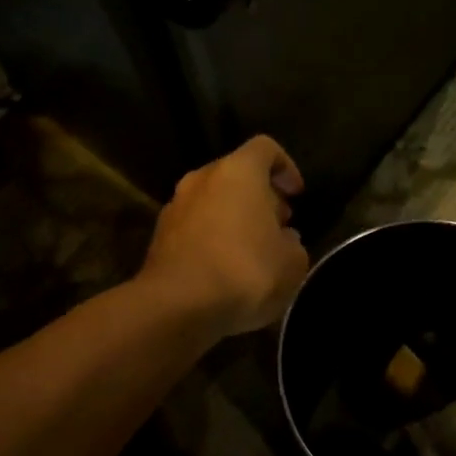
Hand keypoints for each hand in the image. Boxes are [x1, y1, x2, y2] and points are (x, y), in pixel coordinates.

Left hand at [140, 136, 310, 337]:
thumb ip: (293, 244)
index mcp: (238, 172)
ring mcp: (176, 206)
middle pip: (236, 174)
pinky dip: (212, 237)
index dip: (286, 167)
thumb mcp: (292, 263)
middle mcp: (202, 179)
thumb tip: (283, 239)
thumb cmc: (244, 272)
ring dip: (234, 217)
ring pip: (213, 200)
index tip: (296, 195)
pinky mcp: (159, 236)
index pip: (265, 148)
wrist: (176, 306)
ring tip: (252, 250)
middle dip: (260, 196)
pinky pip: (195, 226)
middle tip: (278, 225)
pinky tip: (225, 268)